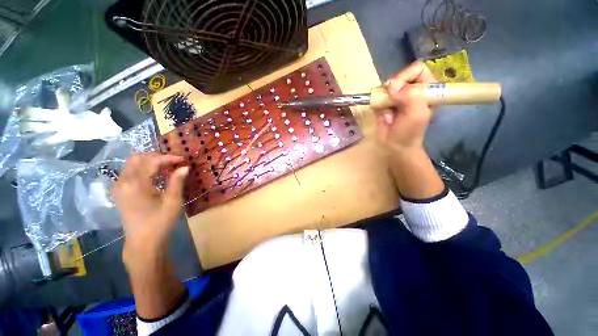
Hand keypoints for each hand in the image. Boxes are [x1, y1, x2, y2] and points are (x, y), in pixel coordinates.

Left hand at [111, 152, 188, 261]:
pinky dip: (143, 169)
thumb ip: (177, 181)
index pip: (151, 161)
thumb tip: (185, 167)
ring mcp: (119, 187)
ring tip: (166, 167)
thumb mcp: (173, 201)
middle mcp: (123, 182)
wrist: (143, 242)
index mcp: (136, 184)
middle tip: (173, 161)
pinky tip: (155, 175)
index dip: (168, 158)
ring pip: (132, 164)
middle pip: (137, 158)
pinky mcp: (119, 192)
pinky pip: (130, 172)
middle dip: (157, 156)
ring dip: (149, 162)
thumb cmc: (160, 222)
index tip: (183, 159)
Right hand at [375, 61, 435, 152]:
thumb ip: (410, 97)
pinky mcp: (385, 103)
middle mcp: (412, 90)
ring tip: (387, 113)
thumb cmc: (409, 132)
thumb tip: (391, 84)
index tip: (396, 90)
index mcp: (427, 89)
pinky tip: (383, 116)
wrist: (395, 146)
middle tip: (390, 102)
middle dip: (391, 90)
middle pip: (399, 76)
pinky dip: (377, 105)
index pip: (417, 69)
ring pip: (386, 87)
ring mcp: (397, 96)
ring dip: (383, 100)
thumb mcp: (416, 115)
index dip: (405, 76)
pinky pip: (377, 97)